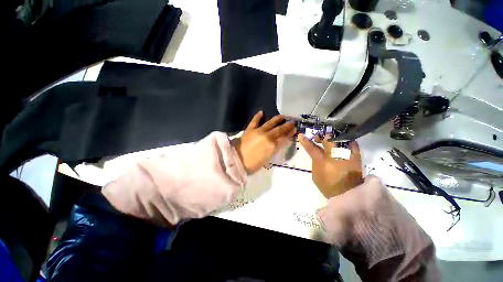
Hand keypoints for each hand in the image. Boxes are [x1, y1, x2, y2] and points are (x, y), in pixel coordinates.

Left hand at [232, 111, 295, 173]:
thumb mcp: (267, 159)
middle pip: (279, 130)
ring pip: (270, 123)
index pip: (284, 138)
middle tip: (292, 122)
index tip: (294, 129)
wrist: (236, 160)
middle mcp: (267, 136)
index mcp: (272, 146)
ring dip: (276, 119)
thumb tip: (278, 143)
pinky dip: (258, 116)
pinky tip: (261, 112)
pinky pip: (255, 121)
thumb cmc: (252, 164)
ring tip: (282, 116)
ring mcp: (258, 131)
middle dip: (287, 126)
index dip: (290, 133)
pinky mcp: (250, 129)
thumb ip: (274, 150)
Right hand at [298, 134, 362, 198]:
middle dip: (322, 137)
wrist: (348, 195)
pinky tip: (343, 144)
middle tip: (318, 138)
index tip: (301, 135)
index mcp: (322, 162)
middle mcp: (335, 156)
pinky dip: (347, 142)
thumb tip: (316, 154)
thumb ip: (315, 163)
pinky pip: (353, 144)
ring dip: (334, 138)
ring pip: (340, 139)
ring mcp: (347, 156)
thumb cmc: (328, 186)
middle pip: (328, 140)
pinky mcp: (356, 158)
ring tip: (331, 140)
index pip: (312, 148)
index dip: (305, 141)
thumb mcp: (316, 176)